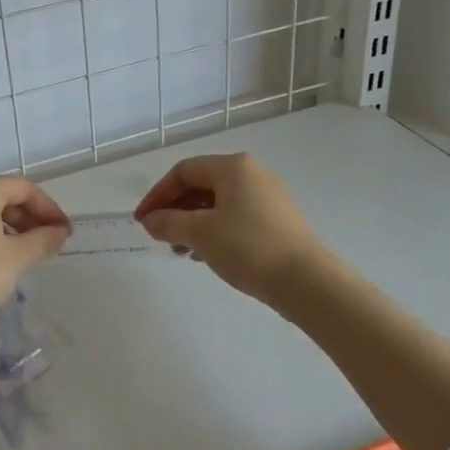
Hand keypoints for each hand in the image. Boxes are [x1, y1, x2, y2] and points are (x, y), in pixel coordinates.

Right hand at [134, 153, 329, 300]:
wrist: (307, 282)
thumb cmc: (248, 247)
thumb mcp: (200, 233)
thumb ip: (169, 222)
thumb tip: (150, 220)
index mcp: (233, 167)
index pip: (183, 171)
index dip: (158, 194)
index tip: (142, 220)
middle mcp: (252, 174)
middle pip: (201, 185)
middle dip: (175, 209)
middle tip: (157, 234)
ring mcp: (268, 197)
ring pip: (218, 203)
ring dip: (192, 222)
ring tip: (178, 250)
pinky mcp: (277, 221)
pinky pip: (235, 217)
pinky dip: (214, 230)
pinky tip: (205, 254)